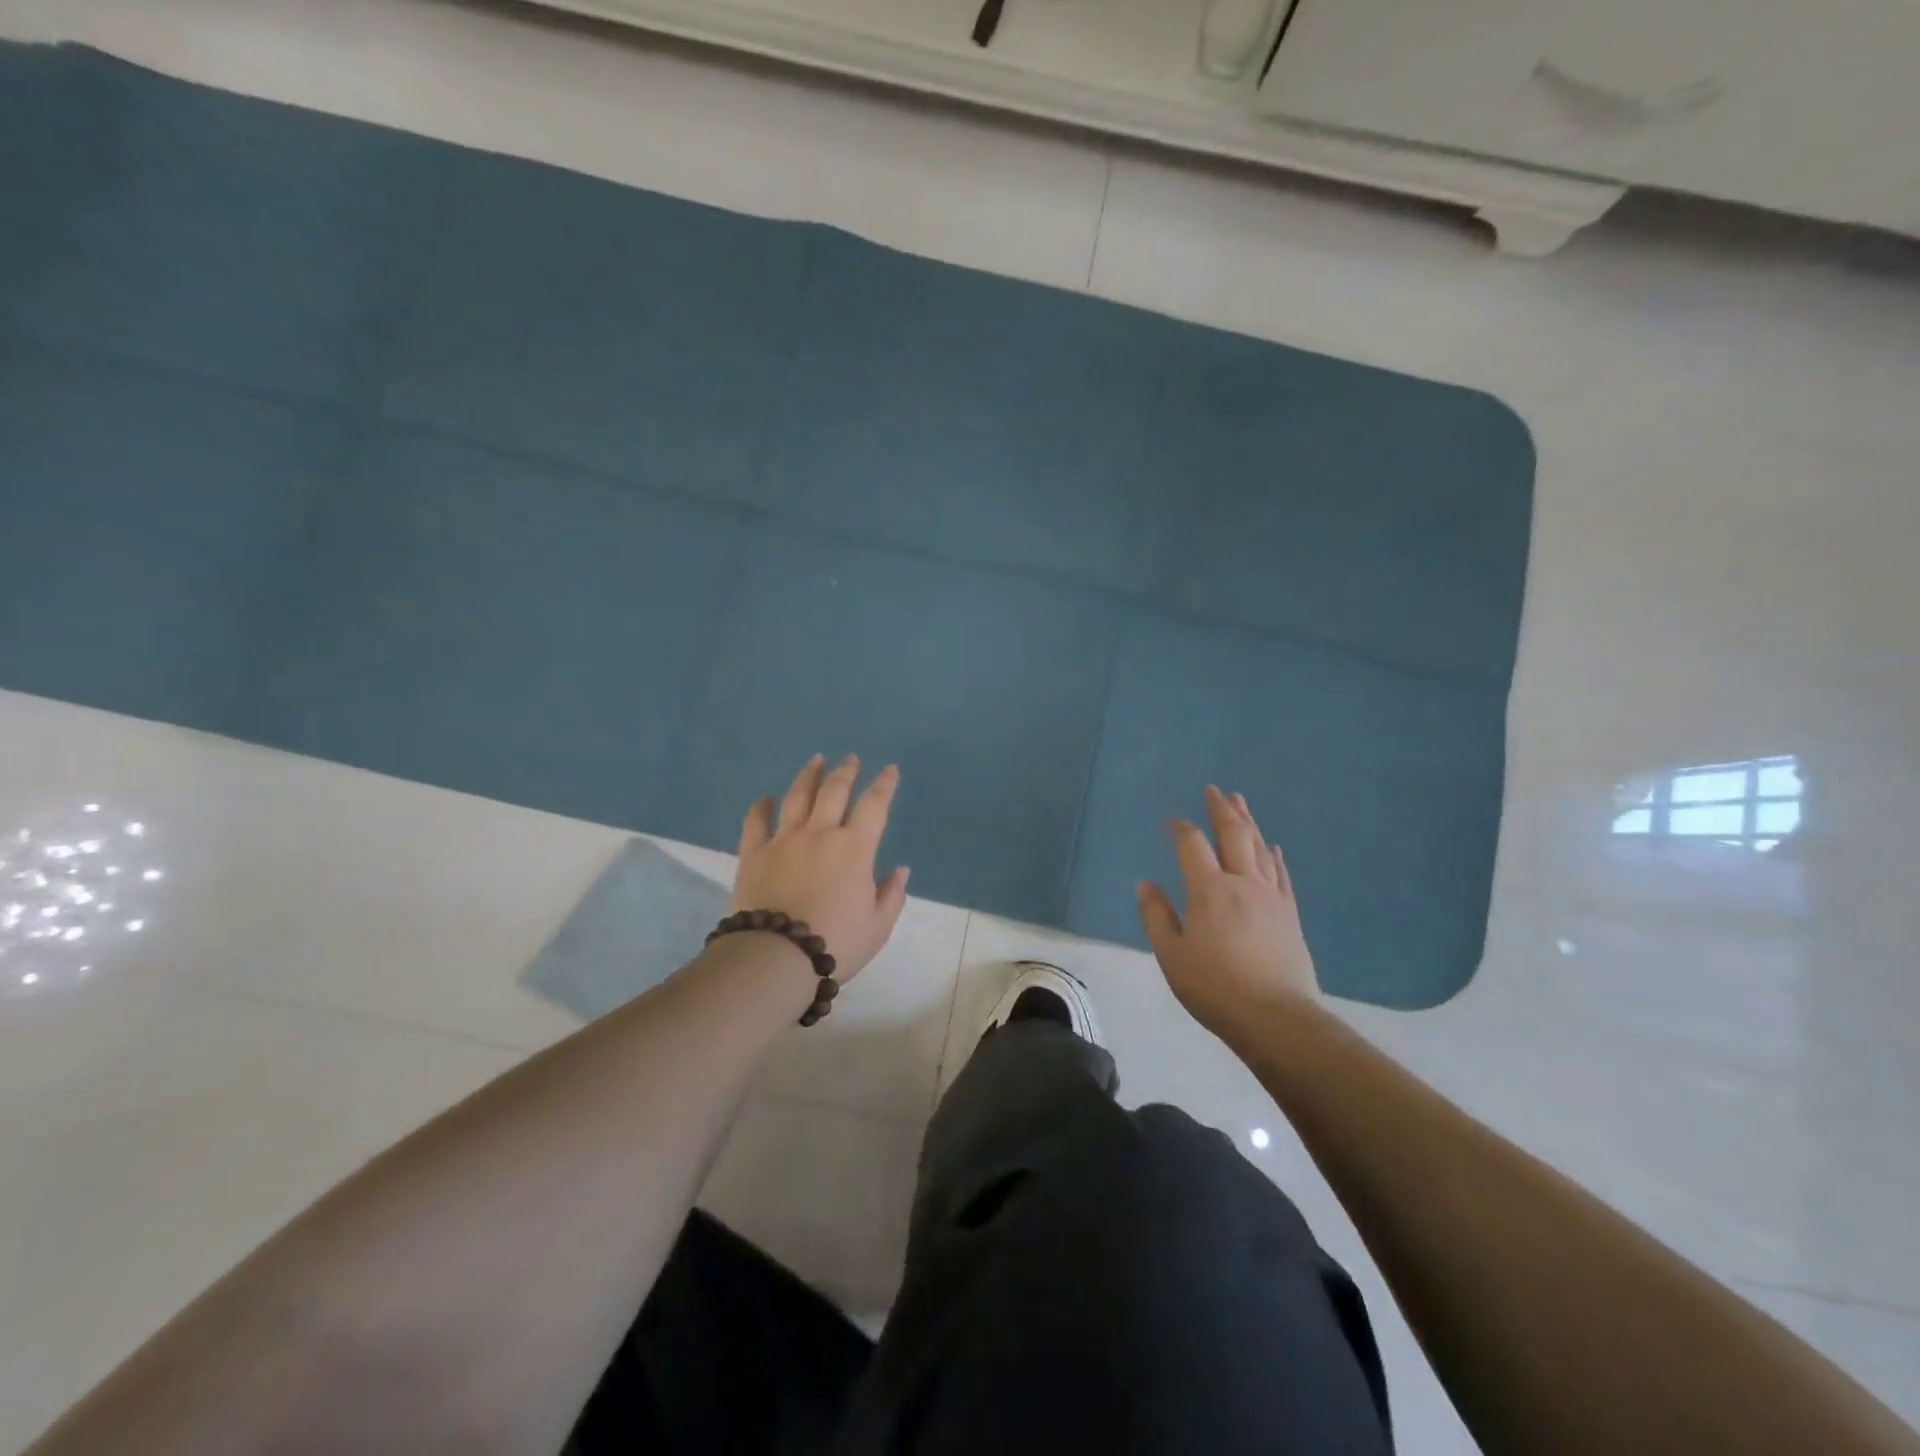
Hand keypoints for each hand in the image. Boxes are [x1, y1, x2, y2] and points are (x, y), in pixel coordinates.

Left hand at [731, 755, 910, 983]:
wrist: (777, 958)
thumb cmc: (836, 943)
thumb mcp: (878, 927)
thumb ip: (891, 895)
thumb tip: (900, 869)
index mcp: (855, 848)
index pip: (874, 805)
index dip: (884, 784)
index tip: (890, 769)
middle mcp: (820, 833)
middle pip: (834, 791)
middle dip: (846, 771)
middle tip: (850, 758)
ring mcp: (784, 840)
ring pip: (797, 797)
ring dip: (809, 776)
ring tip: (815, 760)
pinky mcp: (754, 853)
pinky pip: (756, 821)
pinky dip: (761, 807)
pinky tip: (766, 798)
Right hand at [1136, 785, 1319, 1038]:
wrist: (1276, 1018)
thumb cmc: (1215, 988)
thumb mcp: (1171, 955)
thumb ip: (1156, 917)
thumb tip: (1146, 884)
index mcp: (1208, 890)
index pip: (1191, 845)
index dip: (1180, 829)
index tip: (1170, 822)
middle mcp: (1241, 883)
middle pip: (1233, 835)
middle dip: (1221, 810)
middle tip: (1214, 789)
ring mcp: (1270, 897)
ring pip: (1259, 848)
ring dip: (1248, 822)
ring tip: (1240, 802)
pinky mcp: (1290, 914)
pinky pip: (1281, 875)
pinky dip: (1274, 856)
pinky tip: (1273, 846)